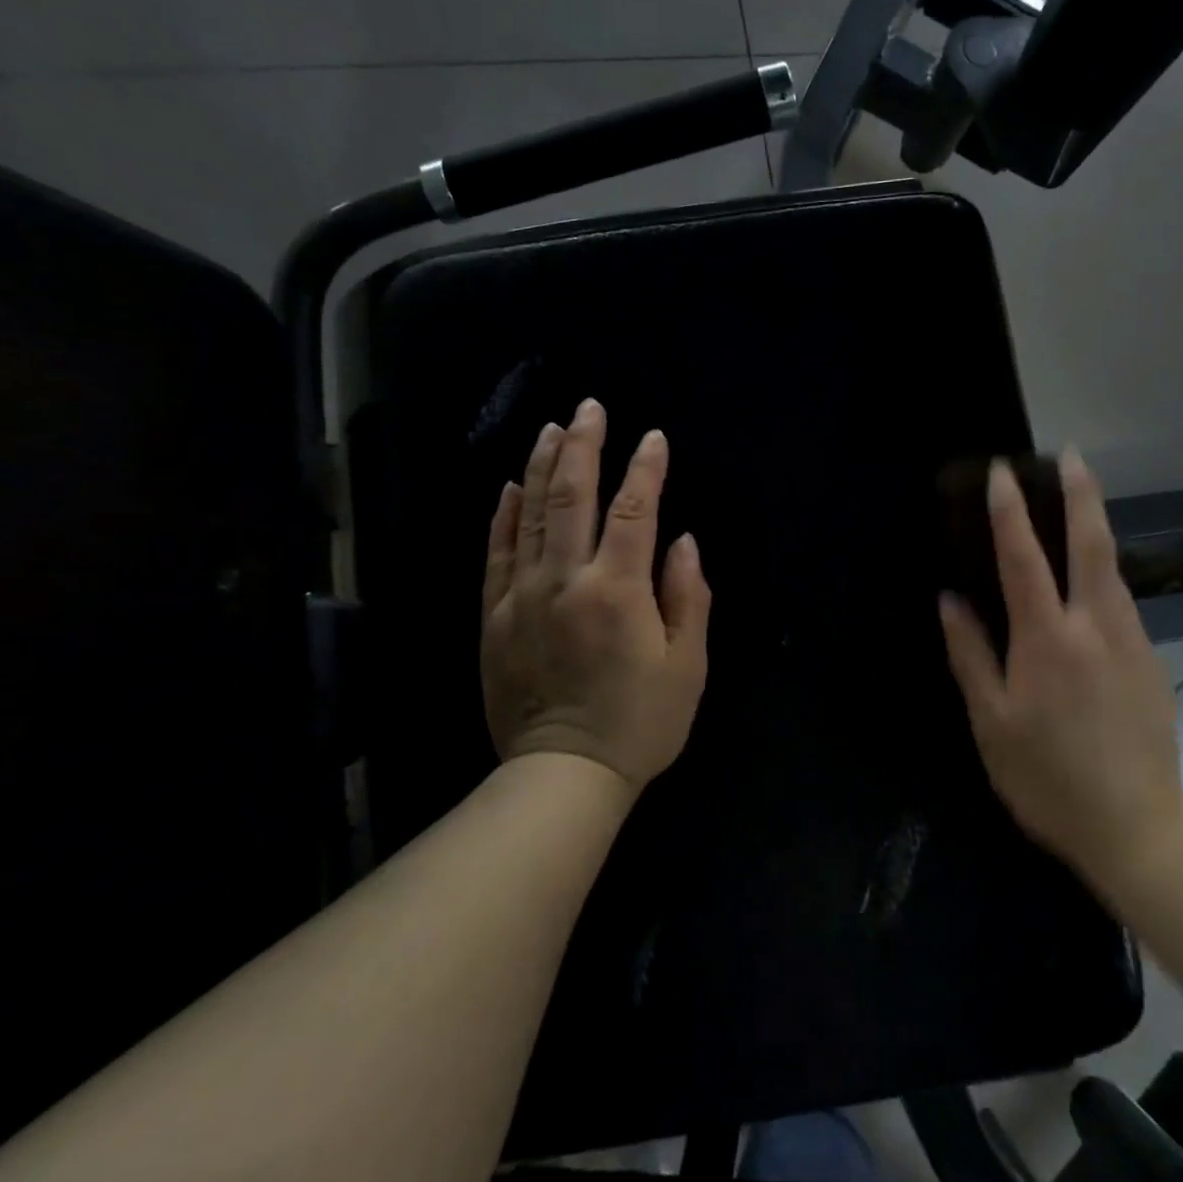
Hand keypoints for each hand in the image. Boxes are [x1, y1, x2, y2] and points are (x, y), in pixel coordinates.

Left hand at [480, 398, 710, 790]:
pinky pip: (496, 553)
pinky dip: (504, 515)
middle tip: (590, 407)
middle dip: (584, 446)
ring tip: (553, 428)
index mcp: (618, 591)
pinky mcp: (494, 617)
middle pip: (572, 497)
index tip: (654, 437)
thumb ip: (688, 596)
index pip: (633, 511)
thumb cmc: (641, 722)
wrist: (563, 774)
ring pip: (531, 515)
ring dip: (543, 467)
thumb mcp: (687, 665)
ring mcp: (522, 596)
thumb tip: (681, 541)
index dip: (646, 469)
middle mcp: (565, 581)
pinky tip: (511, 486)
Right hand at [939, 450, 1182, 899]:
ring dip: (1095, 528)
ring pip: (1113, 570)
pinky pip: (1122, 602)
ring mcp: (1131, 641)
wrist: (1138, 829)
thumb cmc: (1047, 778)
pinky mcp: (1150, 661)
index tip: (1003, 472)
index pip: (1024, 559)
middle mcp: (1096, 627)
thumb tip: (951, 600)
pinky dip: (1103, 573)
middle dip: (1081, 494)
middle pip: (1091, 544)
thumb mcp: (991, 723)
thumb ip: (970, 655)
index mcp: (1048, 640)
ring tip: (1077, 503)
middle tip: (1072, 455)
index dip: (1010, 512)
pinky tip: (1089, 581)